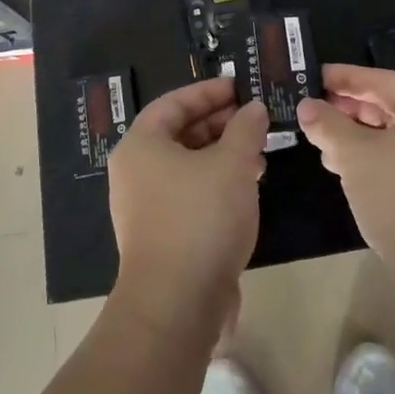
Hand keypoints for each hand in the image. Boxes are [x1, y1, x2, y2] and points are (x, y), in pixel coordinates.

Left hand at [108, 78, 268, 331]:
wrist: (176, 305)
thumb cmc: (200, 218)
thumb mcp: (232, 164)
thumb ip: (246, 129)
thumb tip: (254, 109)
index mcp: (141, 145)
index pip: (174, 102)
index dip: (208, 92)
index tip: (240, 88)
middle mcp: (135, 171)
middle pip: (179, 133)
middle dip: (219, 124)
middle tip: (254, 120)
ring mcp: (144, 207)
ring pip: (187, 166)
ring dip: (222, 155)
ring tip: (259, 155)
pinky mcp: (160, 236)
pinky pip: (189, 195)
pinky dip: (216, 184)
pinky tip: (247, 190)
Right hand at [297, 63, 394, 286]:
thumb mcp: (356, 156)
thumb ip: (329, 126)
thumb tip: (307, 106)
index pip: (382, 80)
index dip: (345, 77)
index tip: (313, 77)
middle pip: (389, 107)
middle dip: (349, 109)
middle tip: (313, 111)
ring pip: (393, 138)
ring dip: (357, 139)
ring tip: (322, 144)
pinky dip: (373, 162)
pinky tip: (347, 174)